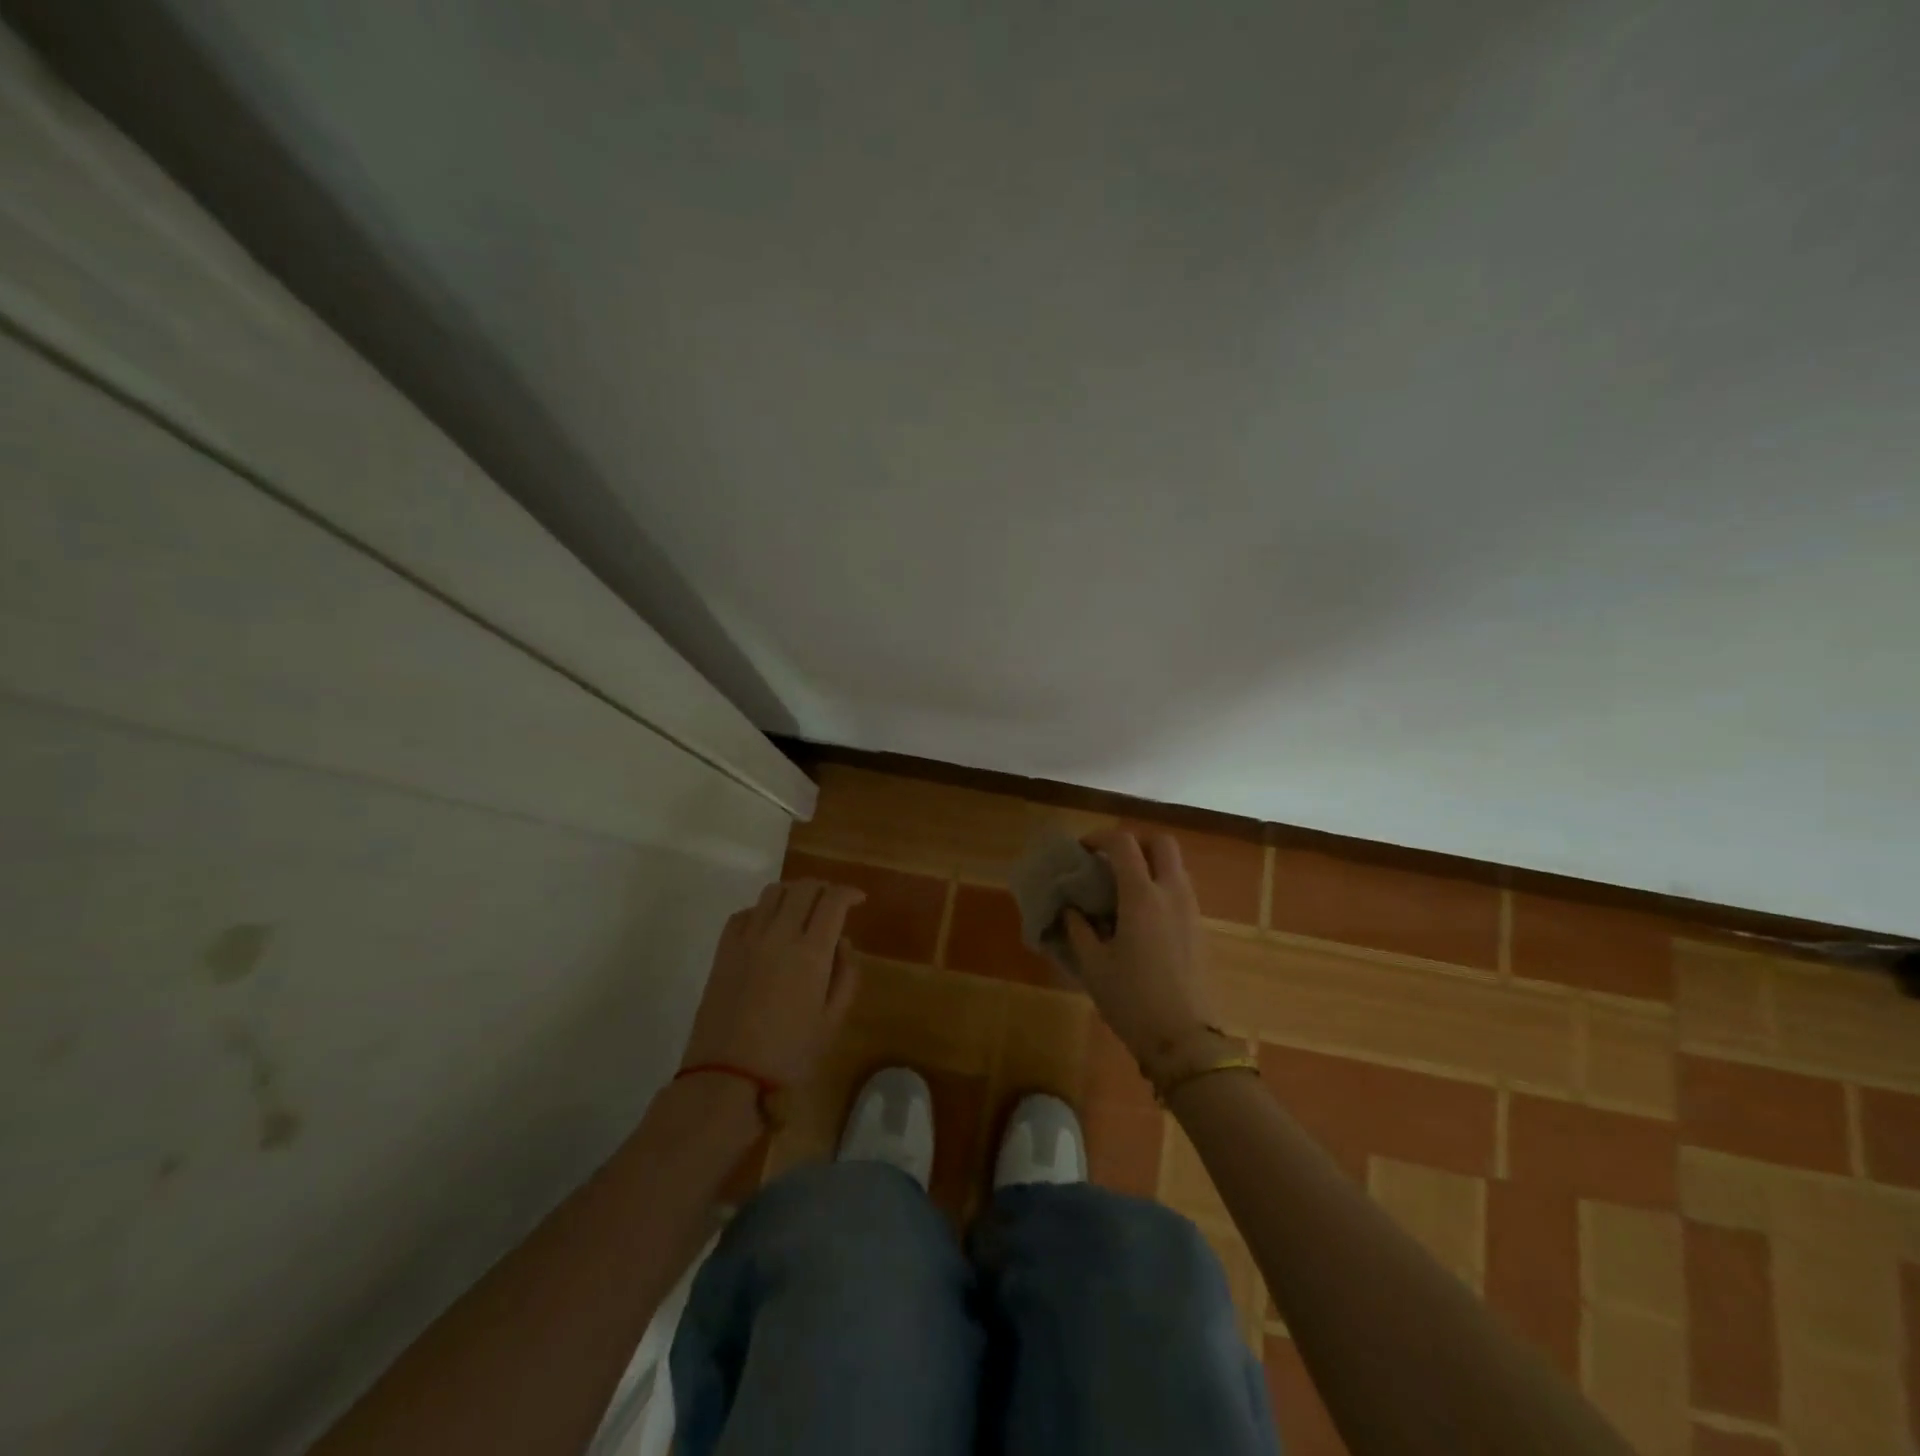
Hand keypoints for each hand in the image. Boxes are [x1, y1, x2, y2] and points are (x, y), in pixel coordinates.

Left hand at [681, 879, 864, 1086]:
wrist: (727, 1076)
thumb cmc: (789, 1053)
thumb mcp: (832, 1021)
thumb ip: (845, 975)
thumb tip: (842, 943)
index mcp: (811, 951)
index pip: (833, 900)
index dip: (849, 892)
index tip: (859, 900)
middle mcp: (779, 934)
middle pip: (804, 887)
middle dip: (824, 888)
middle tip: (833, 904)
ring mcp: (747, 939)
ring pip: (773, 892)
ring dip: (793, 893)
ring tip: (801, 910)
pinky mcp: (723, 949)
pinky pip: (745, 912)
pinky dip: (763, 910)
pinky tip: (768, 927)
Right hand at [1065, 830, 1222, 1073]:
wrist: (1185, 1041)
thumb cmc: (1132, 1000)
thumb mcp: (1093, 965)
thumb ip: (1078, 929)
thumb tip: (1071, 908)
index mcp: (1142, 896)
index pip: (1124, 843)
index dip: (1100, 838)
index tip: (1082, 851)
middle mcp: (1172, 893)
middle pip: (1162, 843)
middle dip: (1135, 843)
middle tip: (1111, 862)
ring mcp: (1191, 911)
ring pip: (1175, 867)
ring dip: (1150, 866)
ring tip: (1123, 891)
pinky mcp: (1200, 930)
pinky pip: (1181, 891)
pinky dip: (1161, 888)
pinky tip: (1141, 918)